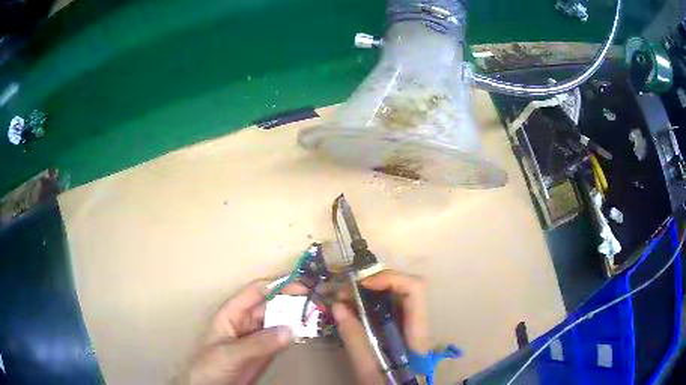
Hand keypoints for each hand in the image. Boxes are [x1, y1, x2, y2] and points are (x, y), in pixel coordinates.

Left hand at [183, 280, 306, 384]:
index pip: (256, 292)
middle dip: (291, 300)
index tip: (301, 285)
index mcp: (232, 313)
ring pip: (279, 321)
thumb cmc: (209, 366)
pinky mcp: (265, 351)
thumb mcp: (231, 353)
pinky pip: (282, 338)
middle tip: (315, 300)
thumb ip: (259, 343)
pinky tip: (306, 331)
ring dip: (295, 317)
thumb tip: (291, 329)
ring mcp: (257, 337)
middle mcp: (246, 321)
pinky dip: (294, 334)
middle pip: (271, 305)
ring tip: (315, 314)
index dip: (277, 285)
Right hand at [332, 270, 428, 384]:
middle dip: (374, 282)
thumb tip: (338, 306)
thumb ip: (355, 339)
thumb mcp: (368, 370)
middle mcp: (416, 323)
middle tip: (344, 291)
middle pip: (404, 287)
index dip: (390, 279)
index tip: (361, 285)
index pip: (414, 290)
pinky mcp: (398, 329)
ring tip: (343, 298)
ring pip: (394, 295)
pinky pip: (385, 307)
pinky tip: (350, 309)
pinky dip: (367, 302)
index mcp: (416, 333)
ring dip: (368, 290)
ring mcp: (408, 325)